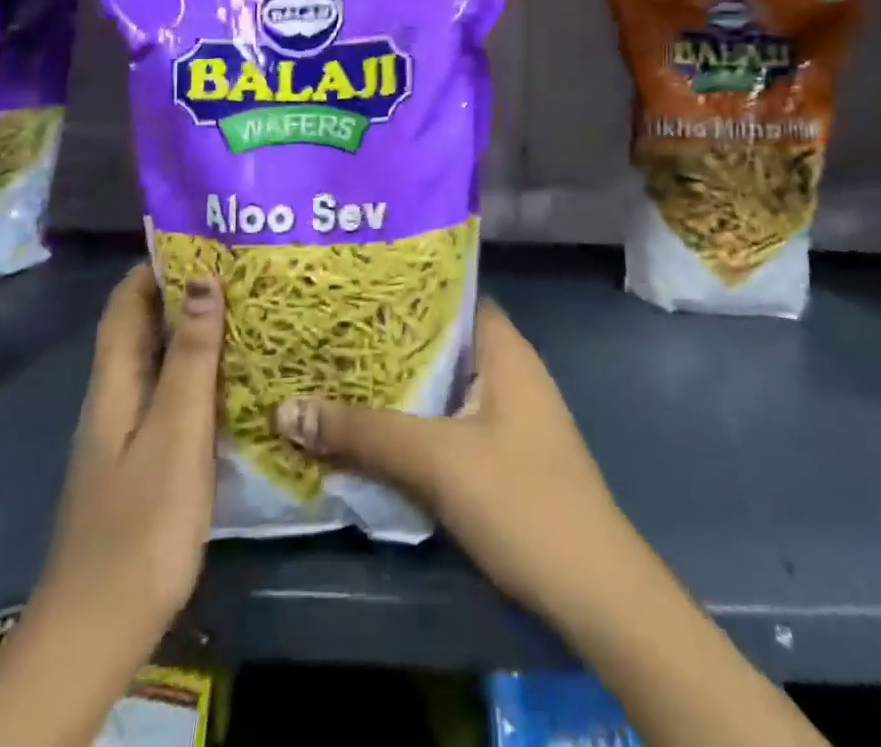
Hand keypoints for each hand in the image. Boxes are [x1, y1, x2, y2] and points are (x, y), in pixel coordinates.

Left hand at [37, 263, 223, 653]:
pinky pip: (170, 396)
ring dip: (194, 332)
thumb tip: (201, 278)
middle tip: (239, 268)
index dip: (155, 264)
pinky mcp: (142, 462)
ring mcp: (126, 433)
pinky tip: (234, 377)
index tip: (202, 236)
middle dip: (183, 292)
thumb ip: (191, 357)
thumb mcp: (176, 431)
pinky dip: (198, 373)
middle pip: (143, 328)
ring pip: (159, 362)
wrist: (99, 628)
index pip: (126, 303)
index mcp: (114, 383)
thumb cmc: (141, 522)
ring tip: (247, 309)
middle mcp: (115, 398)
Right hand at [274, 298, 633, 624]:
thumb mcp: (437, 461)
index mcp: (505, 349)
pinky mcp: (504, 454)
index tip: (353, 289)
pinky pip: (450, 419)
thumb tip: (287, 408)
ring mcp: (509, 414)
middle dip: (389, 341)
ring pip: (443, 384)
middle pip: (442, 341)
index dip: (405, 288)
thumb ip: (364, 433)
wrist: (593, 592)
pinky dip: (415, 419)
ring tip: (337, 373)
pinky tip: (374, 427)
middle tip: (330, 333)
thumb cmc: (521, 500)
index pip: (452, 295)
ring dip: (399, 385)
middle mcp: (509, 370)